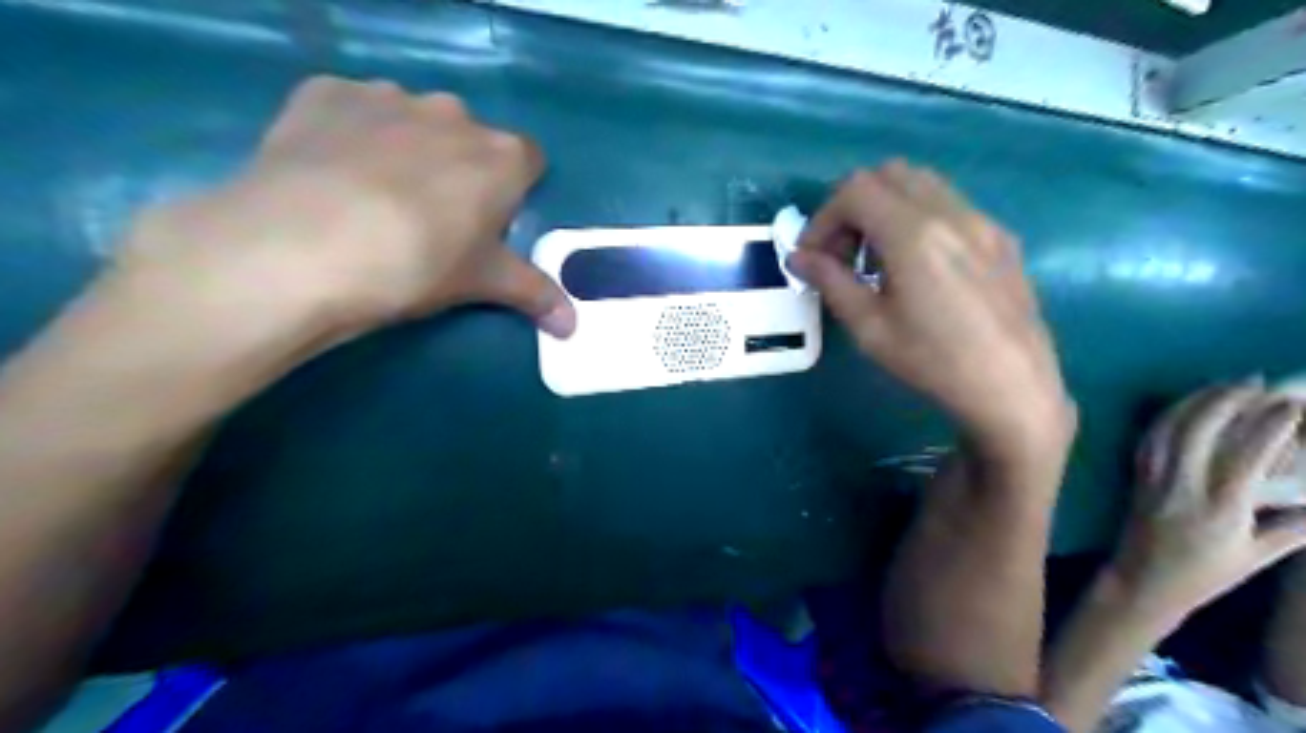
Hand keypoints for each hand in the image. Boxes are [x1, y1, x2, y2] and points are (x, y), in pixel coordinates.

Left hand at [118, 77, 574, 340]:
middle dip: (461, 169)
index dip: (513, 191)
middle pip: (471, 138)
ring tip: (373, 197)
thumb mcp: (482, 283)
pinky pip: (353, 109)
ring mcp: (387, 96)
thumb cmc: (417, 264)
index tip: (490, 223)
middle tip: (432, 218)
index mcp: (501, 157)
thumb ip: (535, 295)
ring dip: (407, 147)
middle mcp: (453, 113)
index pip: (529, 160)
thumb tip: (574, 327)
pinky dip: (351, 133)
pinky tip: (330, 172)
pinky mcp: (326, 93)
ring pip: (412, 120)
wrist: (301, 247)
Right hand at [784, 164, 1069, 466]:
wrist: (1014, 388)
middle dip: (853, 206)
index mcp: (914, 234)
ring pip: (921, 183)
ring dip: (886, 207)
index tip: (814, 257)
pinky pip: (950, 204)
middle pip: (888, 174)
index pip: (855, 190)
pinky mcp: (1001, 237)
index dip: (823, 218)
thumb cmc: (933, 362)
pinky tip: (918, 266)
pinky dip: (918, 217)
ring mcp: (982, 221)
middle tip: (843, 253)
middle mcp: (951, 213)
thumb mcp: (869, 328)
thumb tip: (798, 257)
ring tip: (877, 259)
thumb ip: (830, 282)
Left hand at [1105, 385, 1305, 630]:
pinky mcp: (1135, 476)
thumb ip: (1291, 529)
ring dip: (1195, 402)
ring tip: (1223, 385)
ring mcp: (1153, 479)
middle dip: (1225, 401)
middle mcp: (1182, 488)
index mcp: (1218, 509)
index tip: (1289, 403)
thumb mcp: (1254, 557)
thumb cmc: (1203, 575)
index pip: (1244, 458)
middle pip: (1198, 433)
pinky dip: (1168, 416)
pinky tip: (1184, 404)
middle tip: (1253, 382)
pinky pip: (1149, 439)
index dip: (1266, 427)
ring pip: (1168, 430)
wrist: (1141, 581)